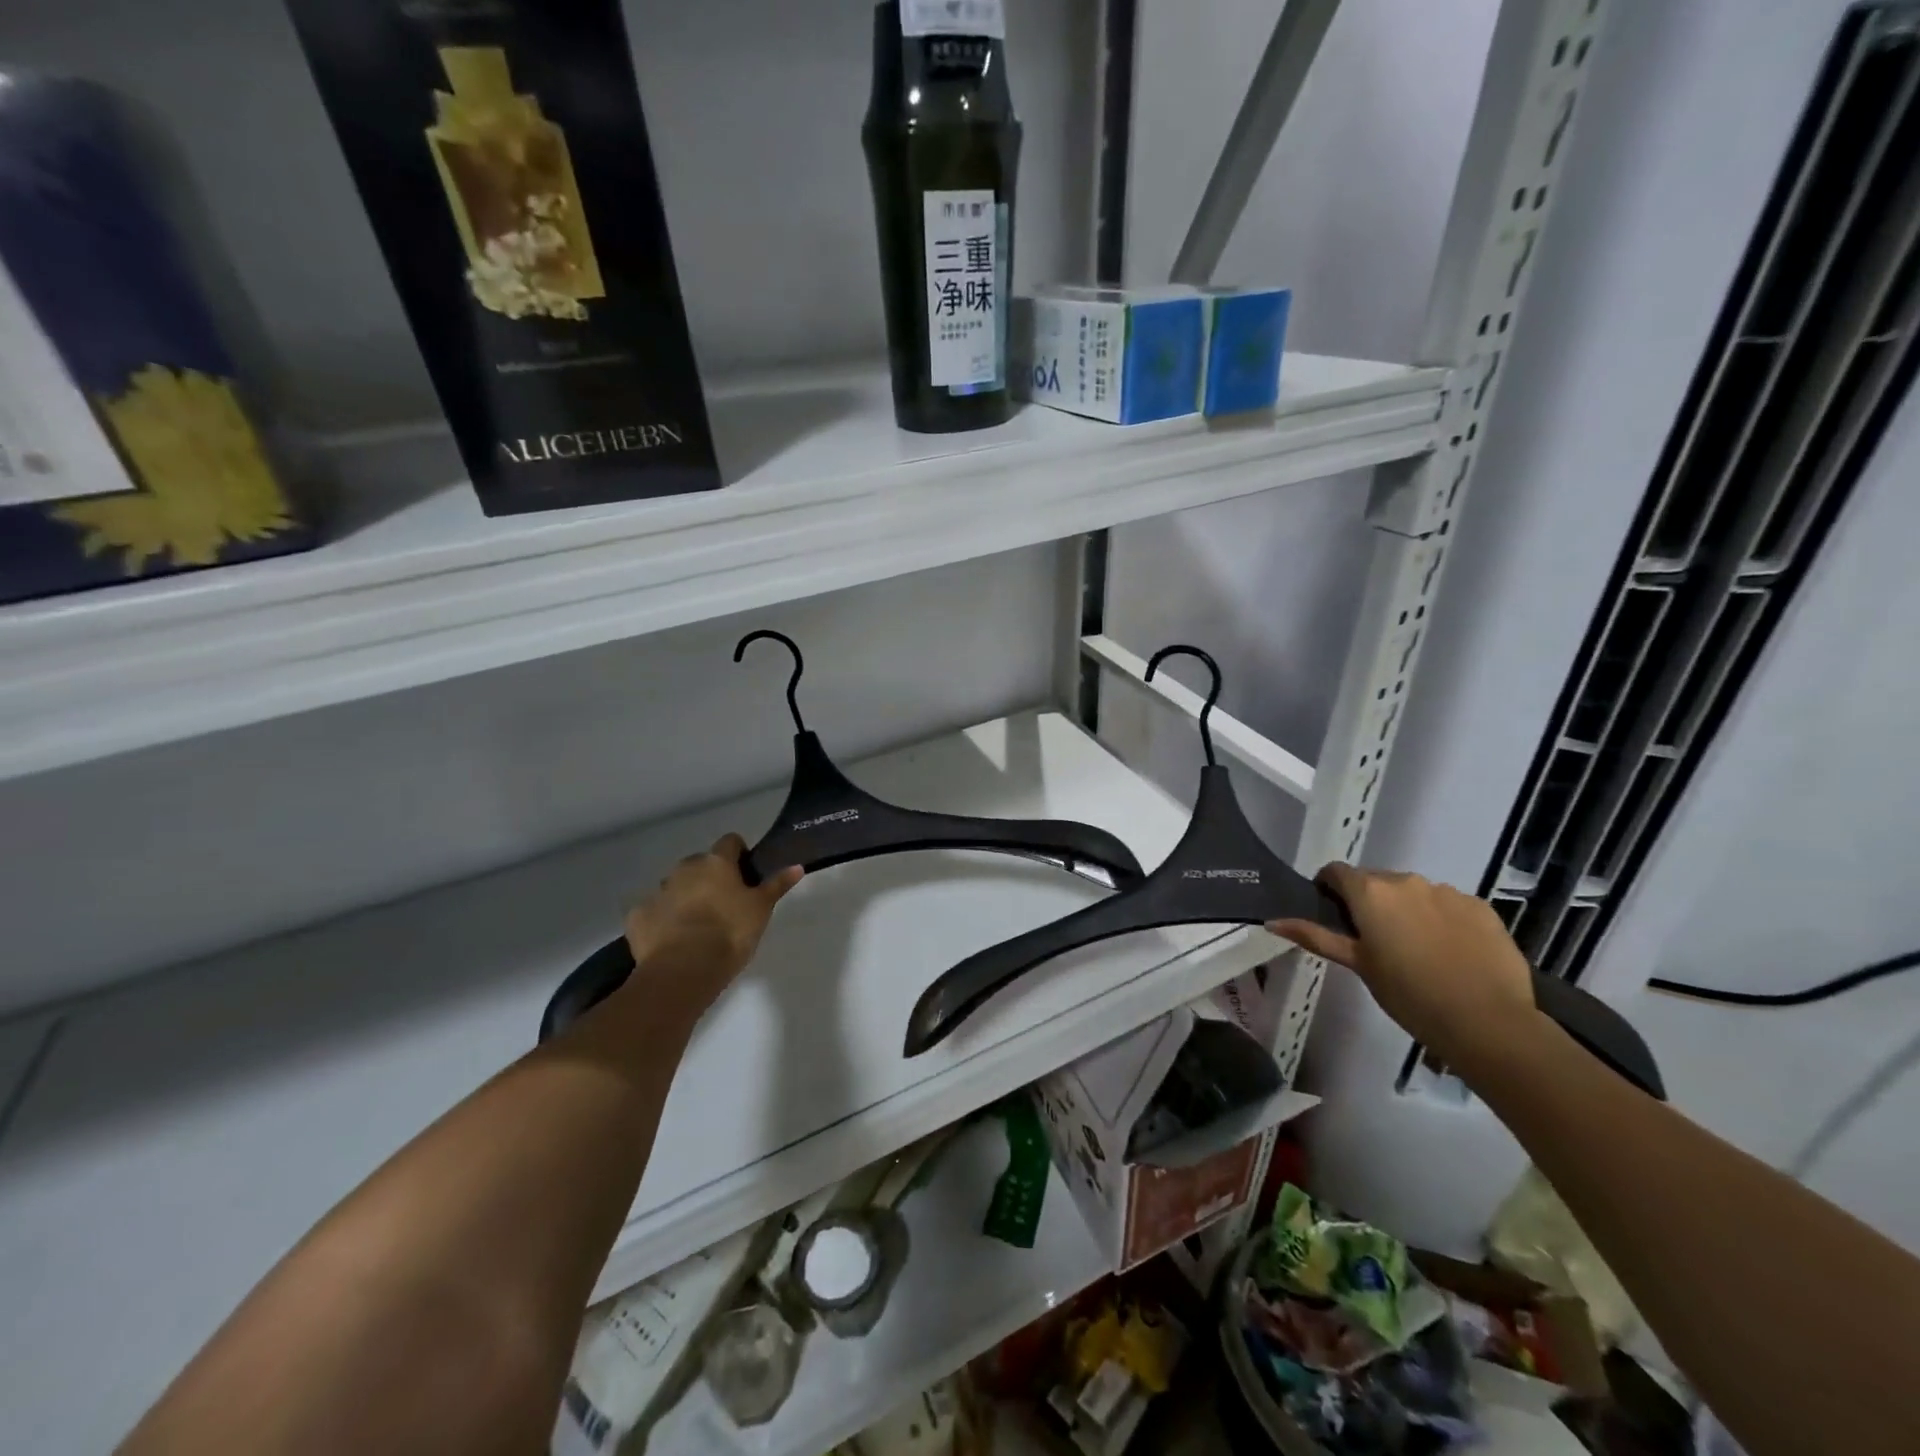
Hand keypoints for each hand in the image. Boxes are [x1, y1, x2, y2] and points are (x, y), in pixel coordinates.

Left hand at [620, 834, 803, 1020]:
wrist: (683, 969)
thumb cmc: (730, 933)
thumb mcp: (762, 909)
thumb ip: (777, 885)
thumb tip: (797, 866)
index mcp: (716, 862)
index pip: (730, 842)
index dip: (739, 855)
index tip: (747, 876)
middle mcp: (684, 868)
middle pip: (701, 864)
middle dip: (710, 878)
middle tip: (725, 905)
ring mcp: (658, 891)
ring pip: (676, 887)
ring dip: (686, 898)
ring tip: (699, 927)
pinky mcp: (638, 916)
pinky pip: (654, 911)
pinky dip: (663, 920)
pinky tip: (672, 940)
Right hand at [1267, 862, 1539, 1069]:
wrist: (1488, 1022)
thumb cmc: (1409, 995)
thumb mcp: (1358, 966)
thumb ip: (1316, 937)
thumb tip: (1272, 921)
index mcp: (1370, 892)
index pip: (1335, 872)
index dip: (1329, 889)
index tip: (1334, 916)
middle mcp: (1406, 880)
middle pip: (1376, 881)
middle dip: (1370, 903)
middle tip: (1374, 941)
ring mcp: (1447, 891)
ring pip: (1414, 893)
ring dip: (1407, 910)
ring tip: (1417, 950)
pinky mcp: (1481, 907)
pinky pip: (1449, 904)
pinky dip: (1442, 919)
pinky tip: (1450, 953)